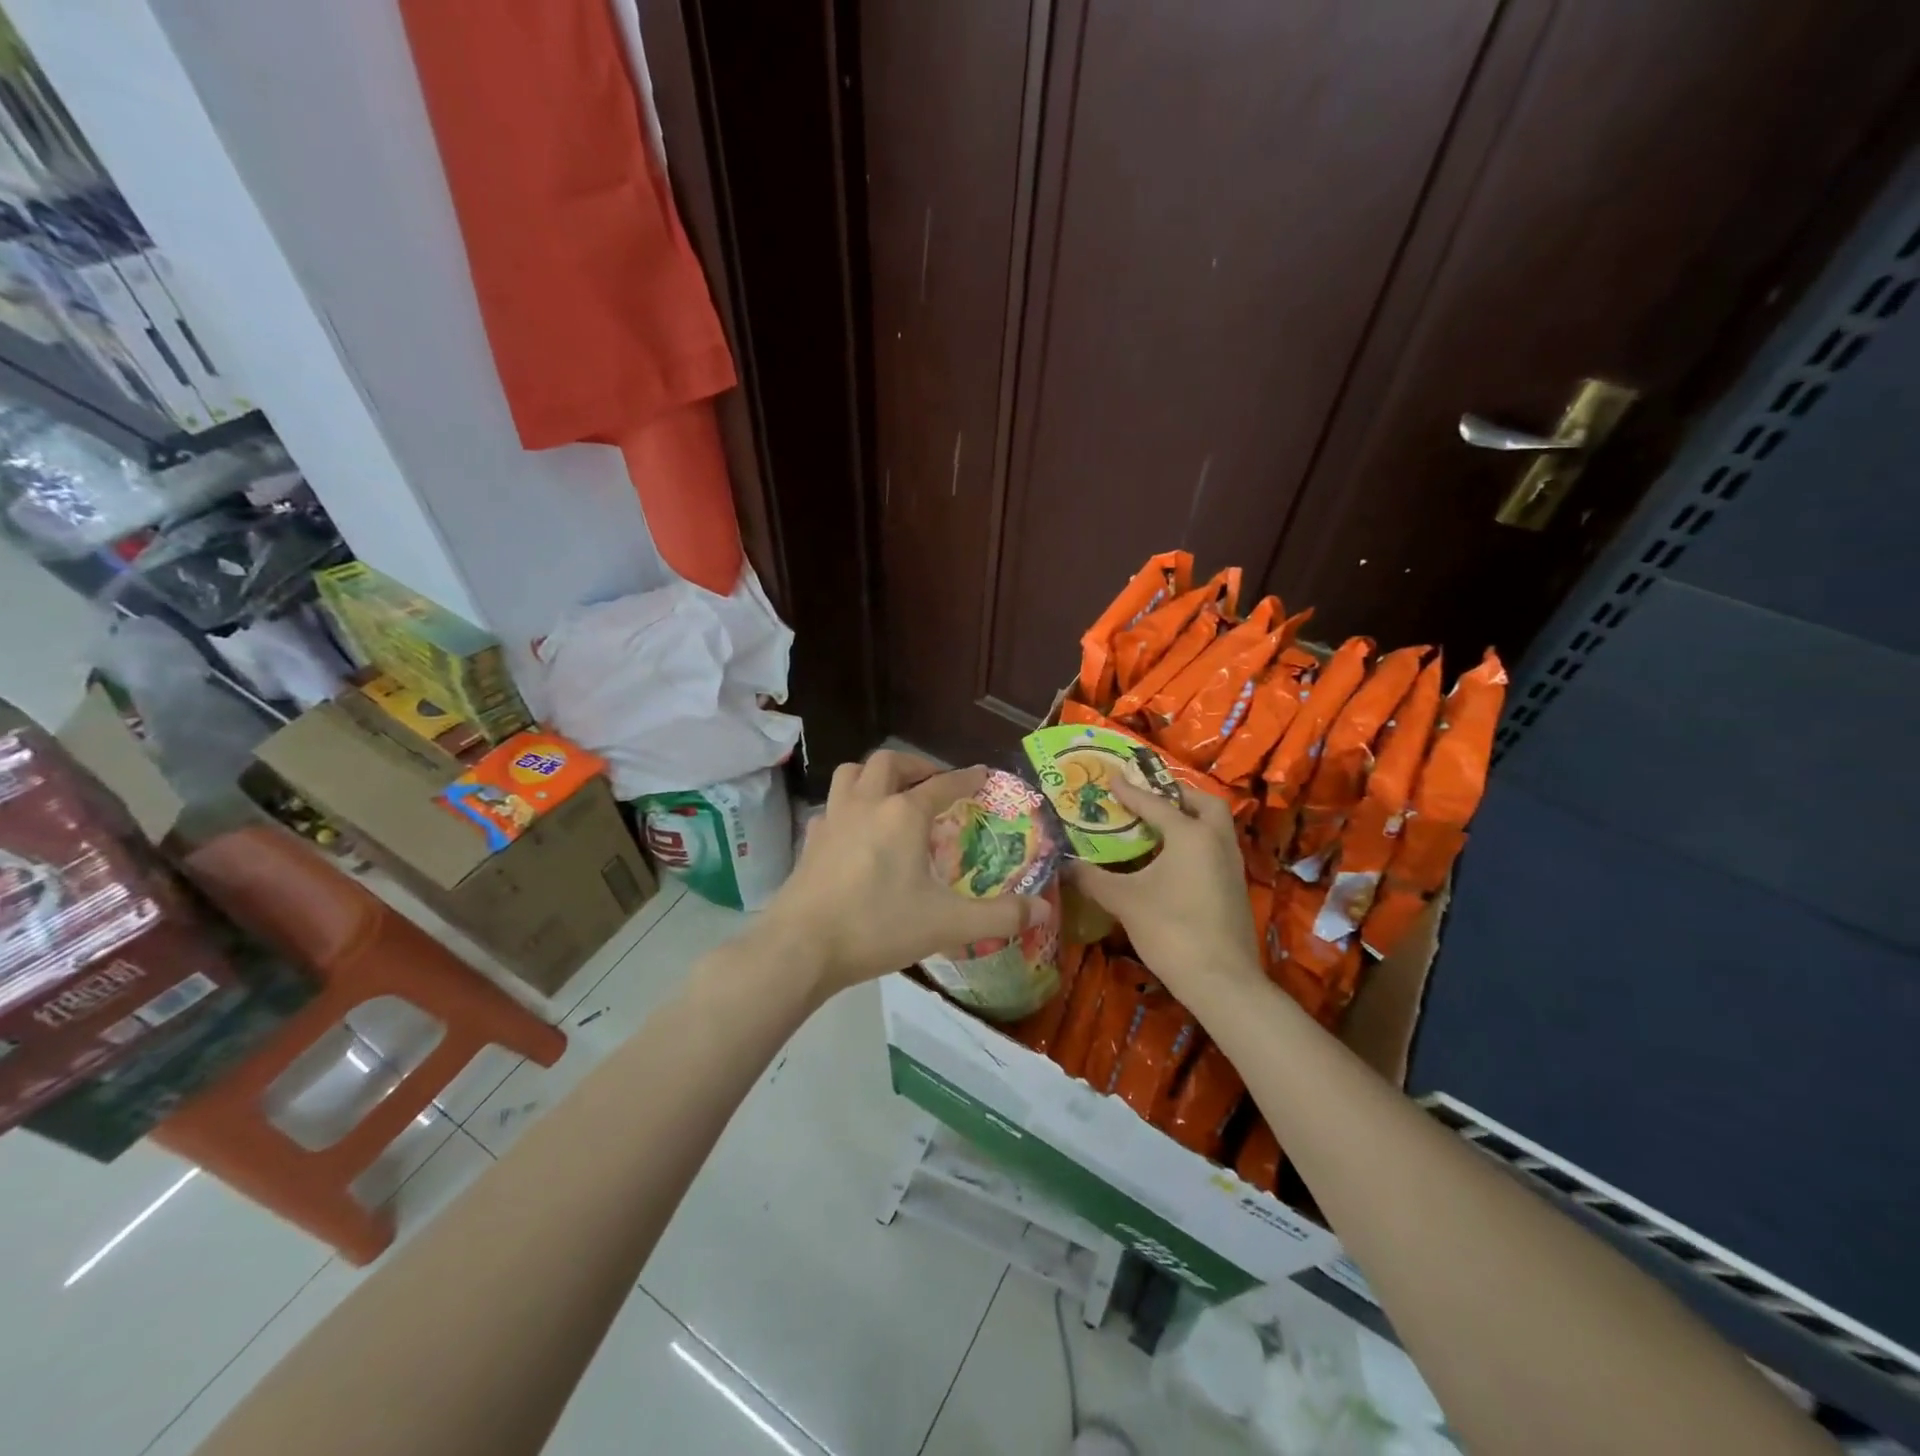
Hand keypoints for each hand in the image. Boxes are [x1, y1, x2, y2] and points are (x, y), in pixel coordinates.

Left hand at [757, 750, 1049, 993]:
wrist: (802, 947)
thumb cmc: (878, 927)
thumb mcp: (947, 924)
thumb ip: (998, 916)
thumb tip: (1042, 910)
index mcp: (903, 814)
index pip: (942, 784)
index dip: (966, 778)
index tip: (982, 775)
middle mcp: (867, 804)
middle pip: (889, 762)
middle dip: (916, 766)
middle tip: (932, 784)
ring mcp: (833, 819)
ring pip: (852, 773)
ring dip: (875, 775)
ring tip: (892, 794)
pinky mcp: (810, 840)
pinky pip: (831, 806)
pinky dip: (849, 806)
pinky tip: (855, 831)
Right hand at [1067, 781, 1261, 996]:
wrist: (1221, 980)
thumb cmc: (1170, 930)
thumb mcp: (1124, 901)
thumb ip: (1093, 878)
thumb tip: (1064, 865)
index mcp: (1191, 835)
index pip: (1155, 804)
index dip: (1130, 792)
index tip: (1112, 779)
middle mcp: (1216, 841)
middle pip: (1203, 804)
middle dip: (1178, 795)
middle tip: (1151, 799)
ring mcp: (1231, 866)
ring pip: (1215, 827)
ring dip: (1191, 818)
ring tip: (1159, 826)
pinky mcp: (1235, 888)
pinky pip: (1216, 849)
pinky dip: (1197, 842)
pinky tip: (1174, 860)